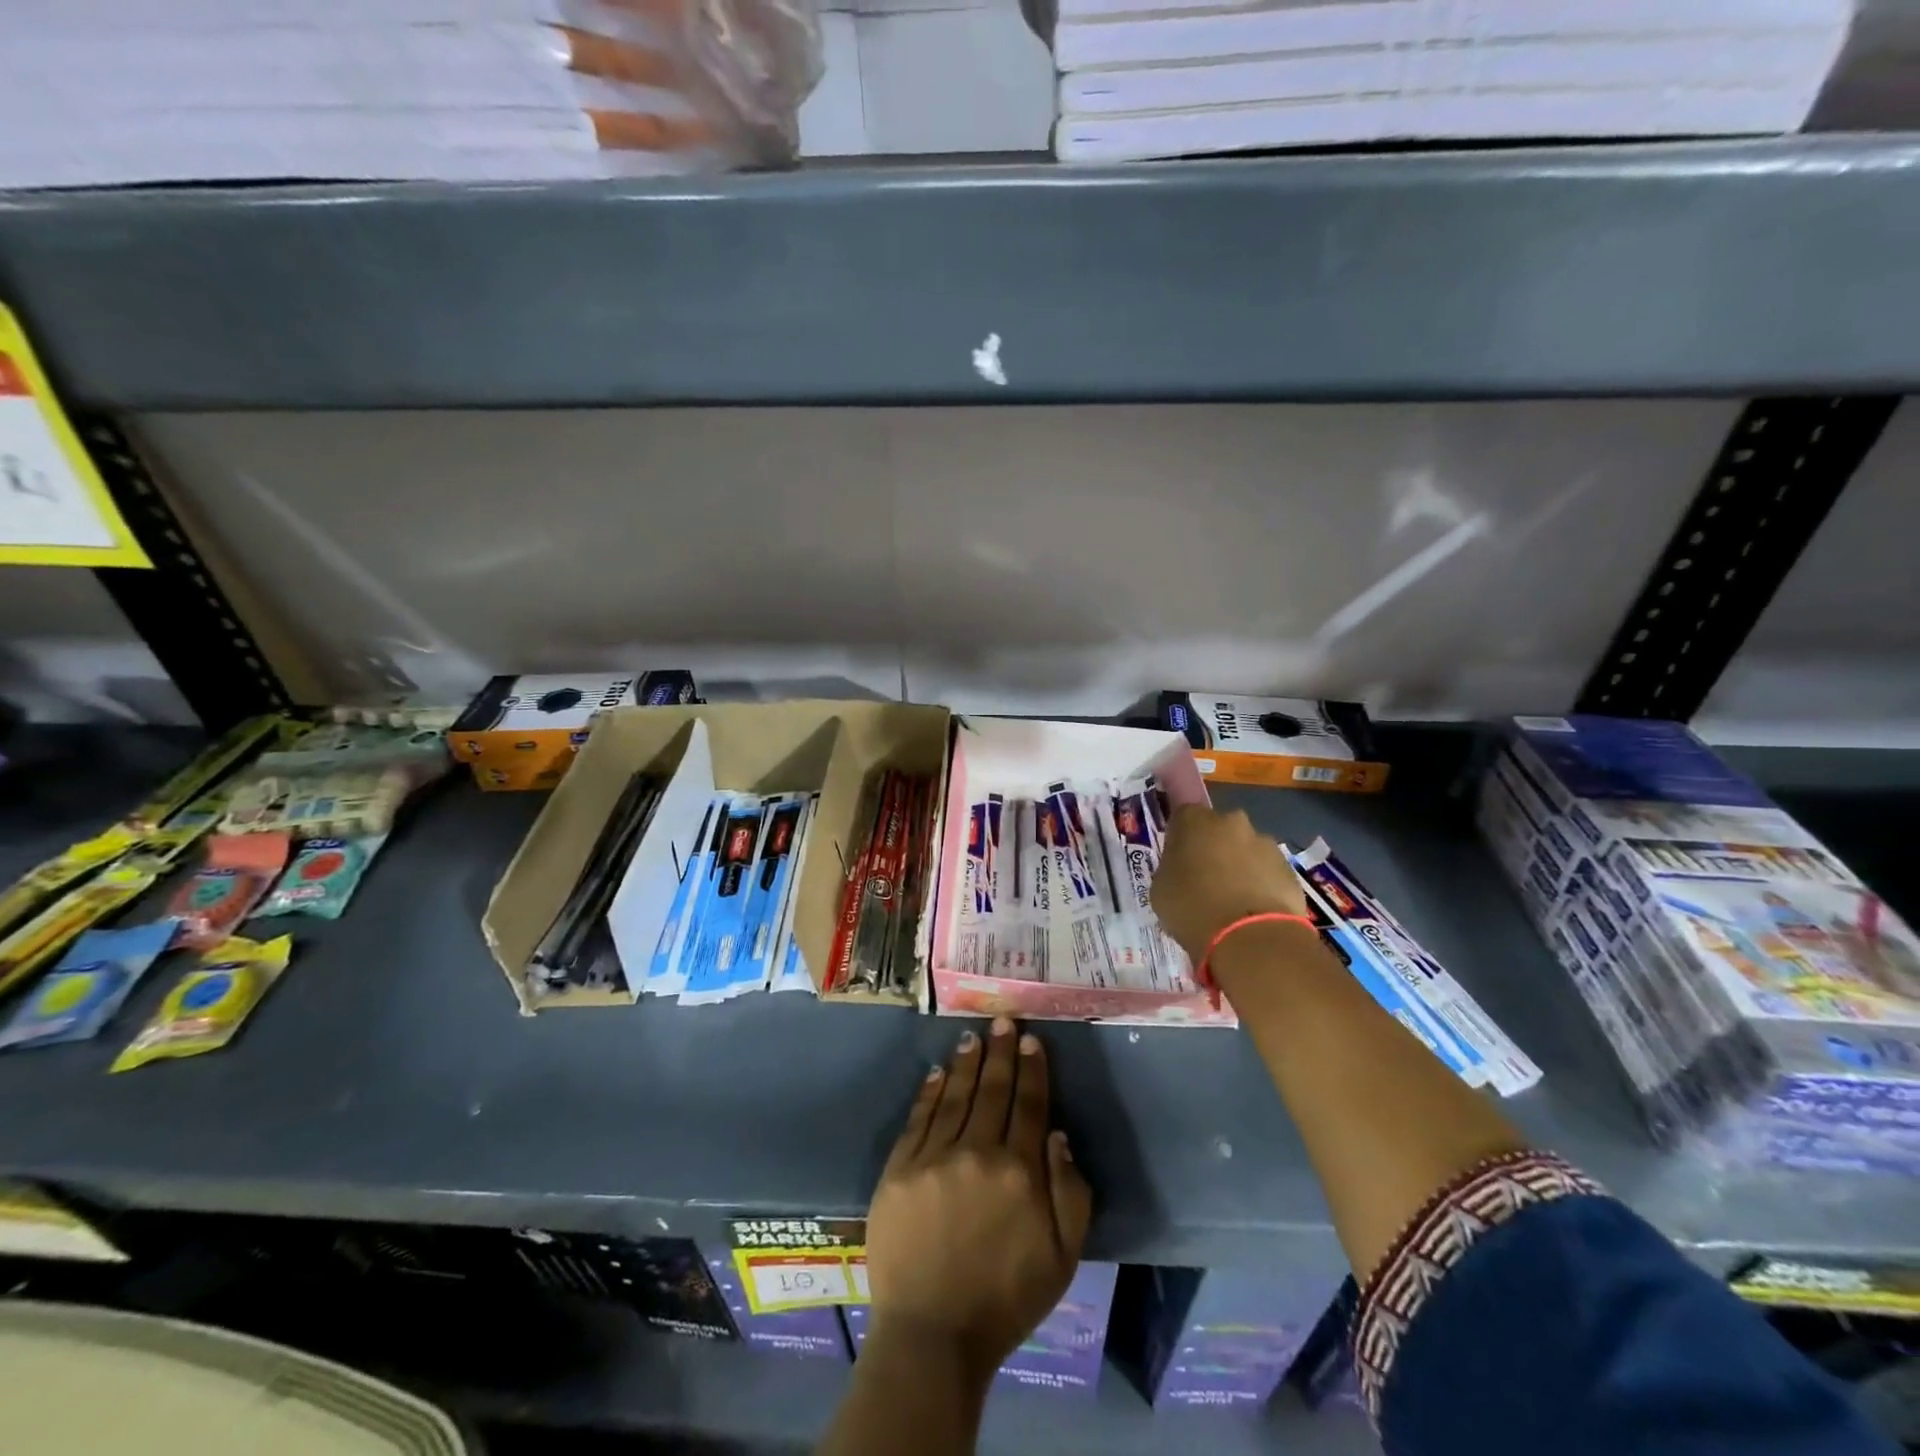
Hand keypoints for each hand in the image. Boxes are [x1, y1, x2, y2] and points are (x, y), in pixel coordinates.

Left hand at [864, 1018, 1091, 1384]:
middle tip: (1003, 1021)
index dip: (1032, 1070)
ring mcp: (934, 1157)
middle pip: (992, 1091)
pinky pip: (919, 1118)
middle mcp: (977, 1153)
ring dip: (967, 1063)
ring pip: (956, 1096)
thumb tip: (1057, 1134)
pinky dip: (930, 1091)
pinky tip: (938, 1071)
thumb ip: (1069, 1192)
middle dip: (1000, 1052)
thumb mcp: (1062, 1257)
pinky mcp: (899, 1169)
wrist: (932, 1336)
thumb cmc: (1006, 1299)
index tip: (1031, 1040)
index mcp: (1019, 1172)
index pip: (1028, 1105)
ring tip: (973, 1036)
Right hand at [1150, 803, 1308, 961]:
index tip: (1177, 859)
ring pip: (1245, 850)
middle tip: (1204, 879)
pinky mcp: (1289, 868)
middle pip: (1218, 829)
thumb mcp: (1160, 889)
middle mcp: (1230, 822)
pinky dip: (1260, 885)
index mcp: (1193, 820)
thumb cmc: (1192, 909)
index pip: (1182, 816)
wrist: (1250, 938)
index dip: (1179, 838)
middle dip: (1212, 848)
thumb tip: (1182, 870)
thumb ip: (1170, 869)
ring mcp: (1265, 843)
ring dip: (1238, 866)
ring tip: (1231, 902)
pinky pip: (1267, 872)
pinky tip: (1252, 912)